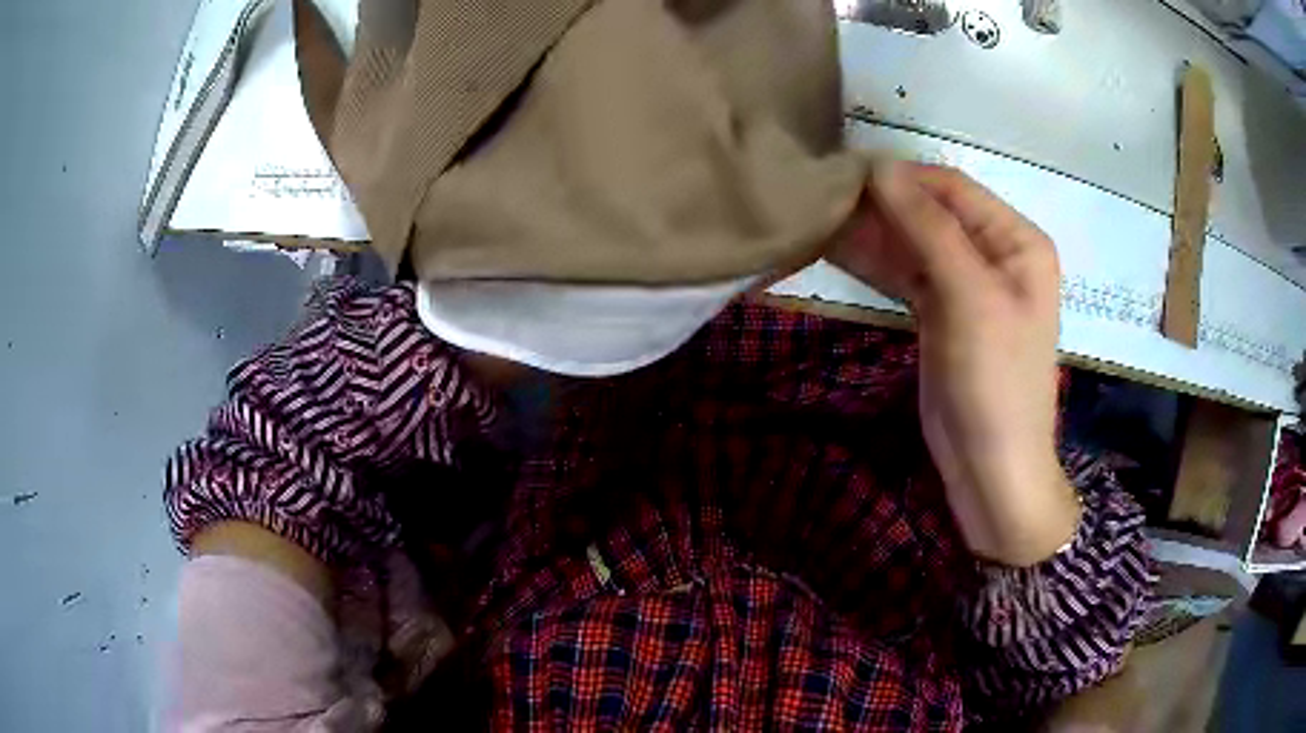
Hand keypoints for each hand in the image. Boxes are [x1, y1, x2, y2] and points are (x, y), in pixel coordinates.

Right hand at [831, 162, 1079, 566]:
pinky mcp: (940, 313)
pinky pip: (906, 274)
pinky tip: (835, 247)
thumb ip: (928, 228)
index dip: (904, 177)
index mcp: (1017, 241)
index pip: (954, 189)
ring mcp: (967, 284)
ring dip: (872, 232)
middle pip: (932, 213)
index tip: (844, 170)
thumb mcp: (969, 297)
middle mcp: (995, 254)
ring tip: (818, 217)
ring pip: (914, 242)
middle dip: (883, 205)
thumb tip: (879, 168)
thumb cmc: (995, 381)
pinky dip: (875, 262)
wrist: (991, 468)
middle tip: (823, 196)